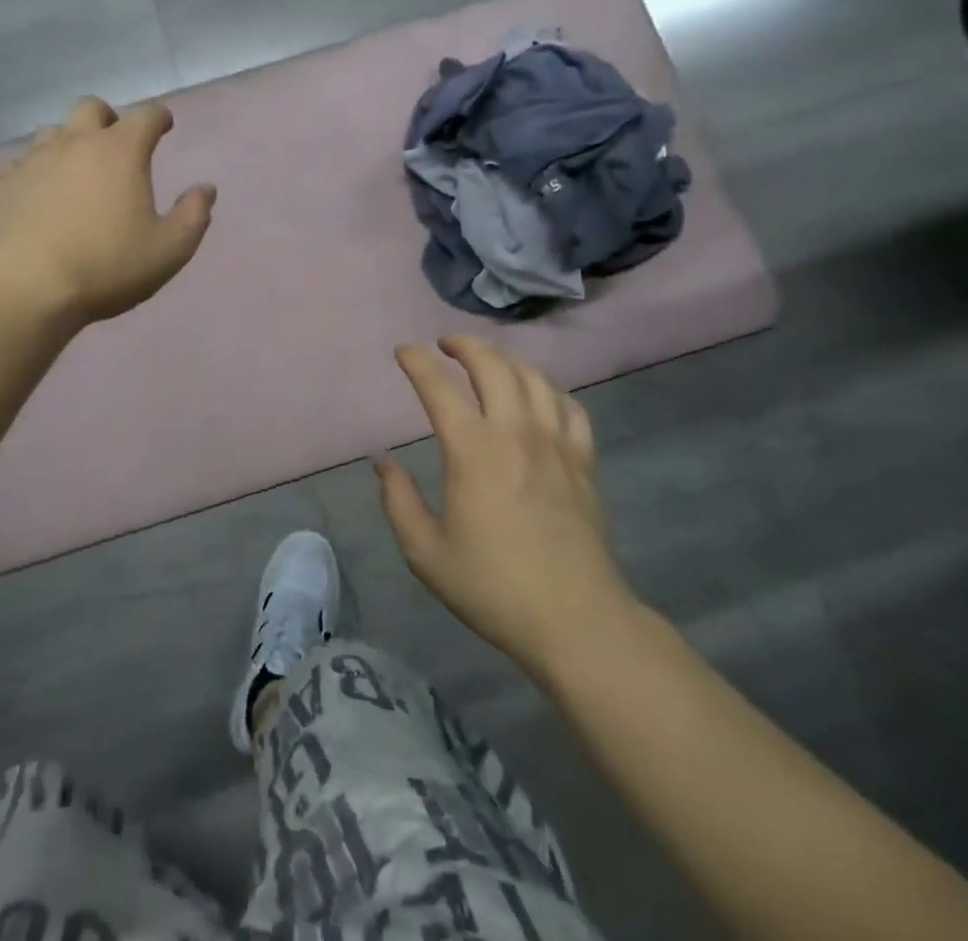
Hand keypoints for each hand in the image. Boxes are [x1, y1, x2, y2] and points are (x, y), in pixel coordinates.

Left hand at [0, 96, 215, 324]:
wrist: (24, 287)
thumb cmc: (106, 266)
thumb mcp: (168, 250)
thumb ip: (193, 215)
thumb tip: (206, 190)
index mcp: (121, 151)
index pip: (147, 115)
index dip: (159, 117)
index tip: (164, 125)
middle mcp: (75, 143)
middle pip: (91, 107)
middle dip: (107, 118)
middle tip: (114, 143)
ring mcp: (32, 160)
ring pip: (51, 132)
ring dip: (67, 142)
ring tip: (74, 171)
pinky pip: (15, 165)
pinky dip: (30, 173)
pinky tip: (33, 195)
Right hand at [377, 336, 636, 672]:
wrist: (576, 622)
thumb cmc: (493, 587)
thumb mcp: (425, 551)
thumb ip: (398, 500)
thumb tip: (383, 462)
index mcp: (473, 450)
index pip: (439, 387)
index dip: (416, 362)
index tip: (403, 352)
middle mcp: (515, 432)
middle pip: (492, 365)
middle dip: (464, 344)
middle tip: (444, 345)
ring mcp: (556, 443)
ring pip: (532, 377)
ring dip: (505, 359)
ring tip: (487, 362)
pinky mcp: (584, 461)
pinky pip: (569, 406)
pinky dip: (548, 389)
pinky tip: (537, 397)